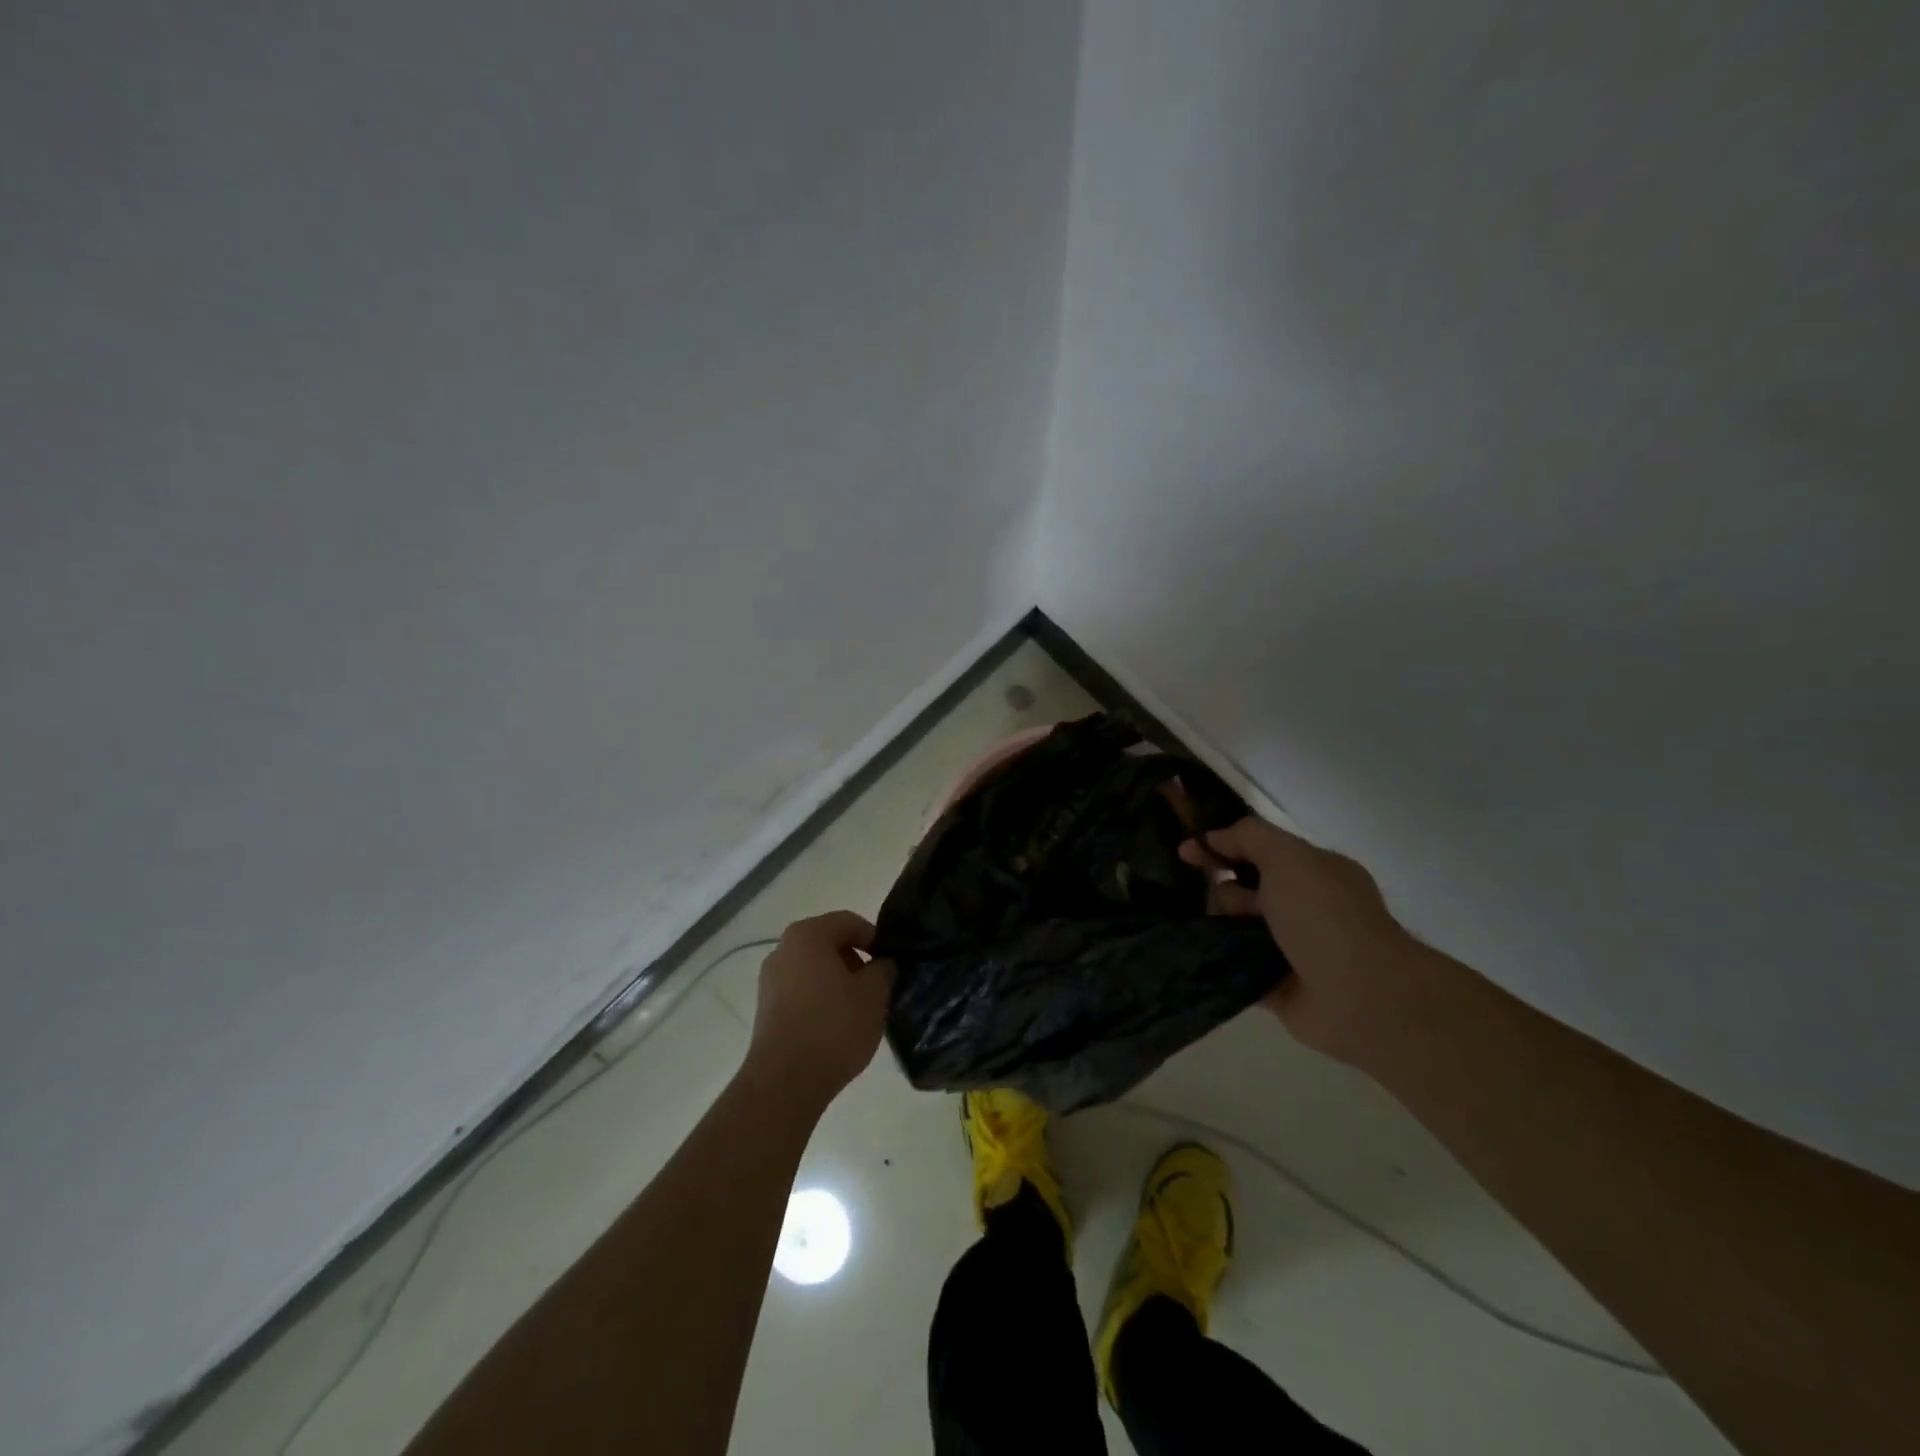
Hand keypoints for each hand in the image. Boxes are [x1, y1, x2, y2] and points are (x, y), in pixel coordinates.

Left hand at [745, 912, 894, 1110]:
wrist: (785, 1082)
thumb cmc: (833, 1026)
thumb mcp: (874, 994)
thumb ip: (883, 970)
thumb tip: (882, 965)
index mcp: (807, 935)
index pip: (850, 922)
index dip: (876, 939)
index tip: (891, 964)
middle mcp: (783, 949)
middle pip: (829, 943)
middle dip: (857, 961)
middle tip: (879, 987)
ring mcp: (770, 980)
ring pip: (815, 969)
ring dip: (839, 982)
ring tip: (860, 1009)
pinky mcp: (767, 1009)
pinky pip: (802, 991)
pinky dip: (822, 999)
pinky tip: (837, 1025)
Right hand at [1182, 816, 1437, 1068]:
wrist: (1361, 997)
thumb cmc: (1325, 917)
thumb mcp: (1288, 857)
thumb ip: (1249, 837)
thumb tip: (1213, 838)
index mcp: (1313, 871)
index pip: (1259, 849)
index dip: (1221, 845)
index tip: (1185, 852)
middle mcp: (1303, 906)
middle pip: (1243, 887)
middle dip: (1222, 889)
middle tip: (1223, 903)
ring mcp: (1289, 947)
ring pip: (1235, 925)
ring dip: (1218, 924)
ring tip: (1212, 932)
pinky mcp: (1274, 985)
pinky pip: (1234, 965)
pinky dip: (1218, 959)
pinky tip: (1195, 953)